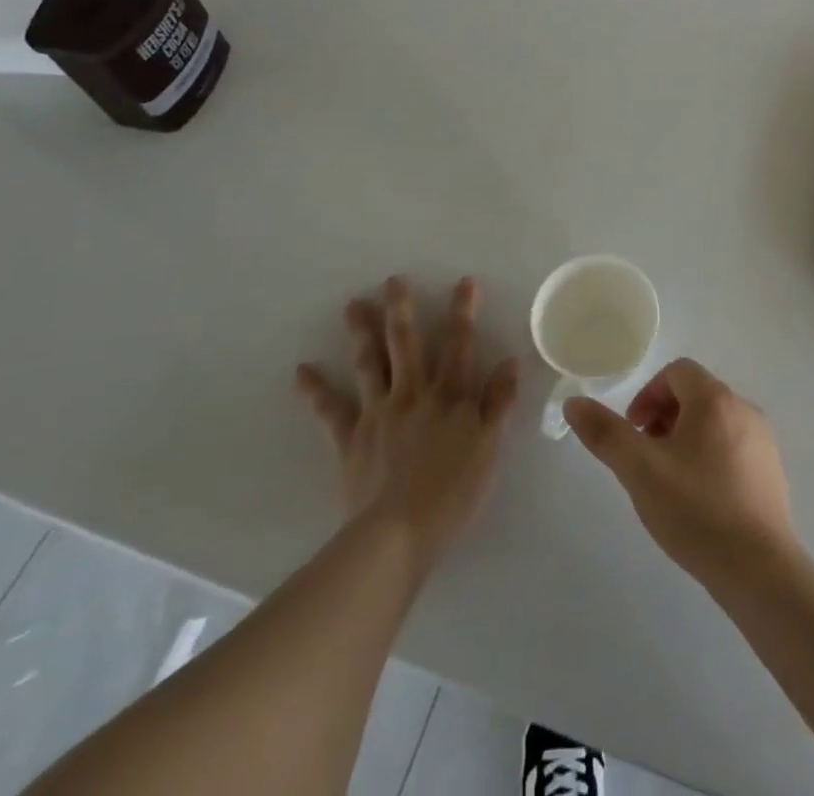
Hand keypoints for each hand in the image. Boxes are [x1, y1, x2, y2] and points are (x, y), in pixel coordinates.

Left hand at [295, 276, 518, 564]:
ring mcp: (378, 413)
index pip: (459, 345)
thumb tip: (512, 360)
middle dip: (401, 310)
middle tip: (392, 281)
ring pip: (370, 364)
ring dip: (362, 333)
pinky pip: (330, 410)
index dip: (463, 312)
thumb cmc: (454, 493)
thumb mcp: (490, 447)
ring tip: (353, 305)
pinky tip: (302, 371)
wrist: (399, 533)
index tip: (463, 282)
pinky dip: (316, 390)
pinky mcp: (351, 438)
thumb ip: (500, 402)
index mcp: (450, 396)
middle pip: (407, 344)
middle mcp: (414, 394)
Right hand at [564, 358, 796, 590]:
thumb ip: (605, 433)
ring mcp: (763, 440)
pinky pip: (734, 446)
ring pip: (715, 421)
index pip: (677, 371)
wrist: (758, 569)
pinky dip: (710, 456)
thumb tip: (573, 403)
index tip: (634, 430)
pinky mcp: (772, 470)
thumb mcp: (639, 471)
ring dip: (686, 437)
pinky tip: (700, 499)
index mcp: (714, 399)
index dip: (648, 394)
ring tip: (669, 479)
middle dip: (664, 416)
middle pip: (696, 394)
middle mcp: (744, 408)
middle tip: (646, 456)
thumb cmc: (695, 510)